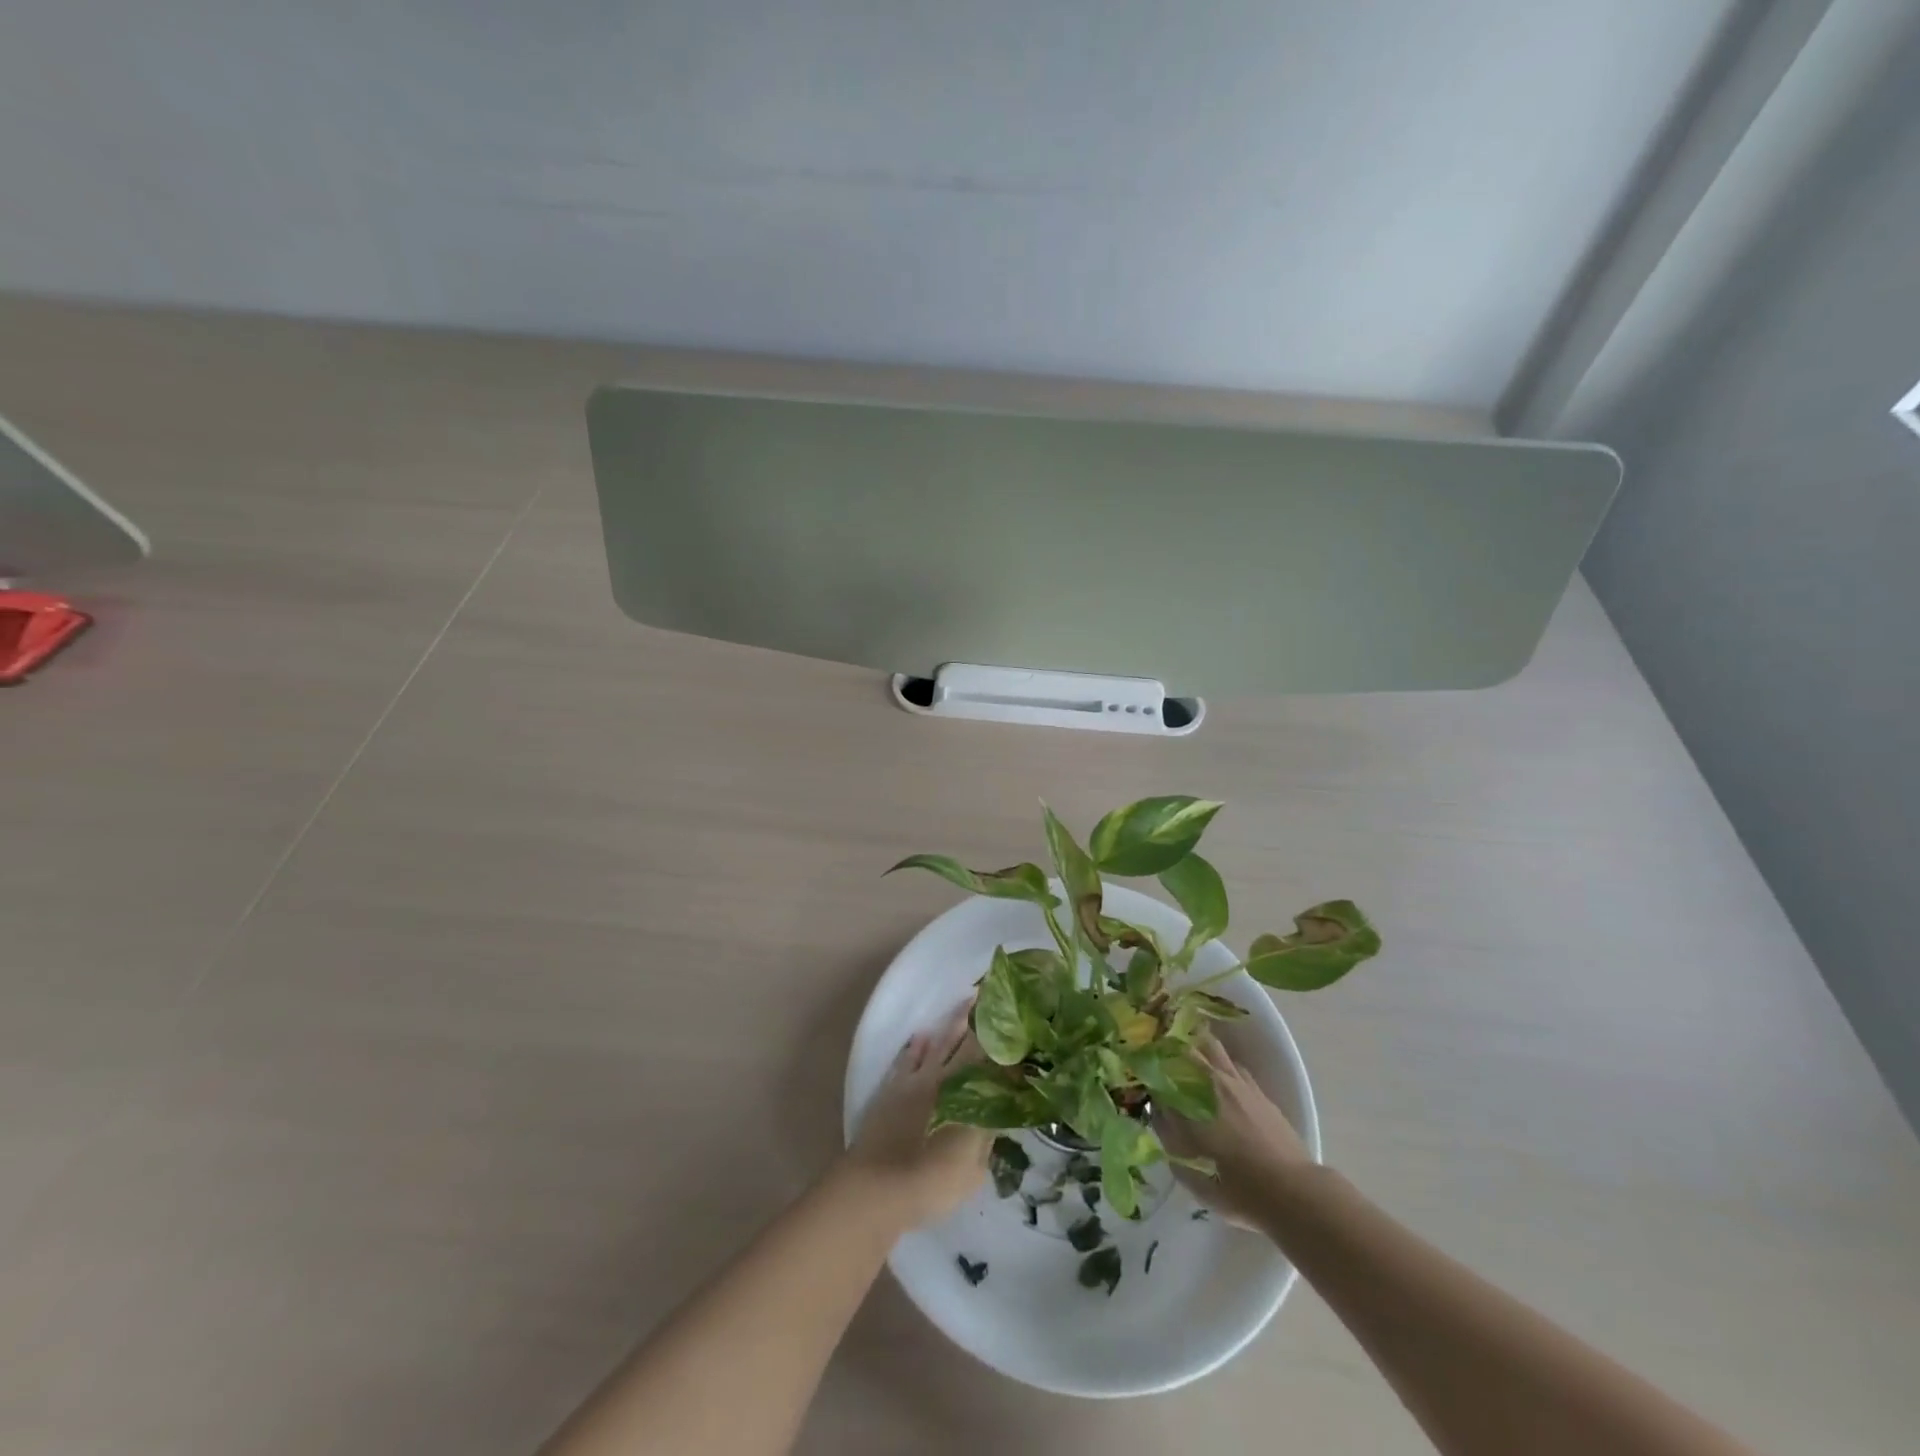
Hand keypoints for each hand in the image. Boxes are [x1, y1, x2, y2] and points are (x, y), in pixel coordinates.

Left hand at [843, 1009, 989, 1227]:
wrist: (877, 1187)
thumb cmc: (932, 1183)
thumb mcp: (974, 1170)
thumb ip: (986, 1138)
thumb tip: (998, 1115)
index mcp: (970, 1096)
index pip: (993, 1062)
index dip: (1006, 1045)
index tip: (1018, 1027)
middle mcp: (946, 1079)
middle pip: (969, 1043)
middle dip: (983, 1021)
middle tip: (995, 998)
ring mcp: (918, 1079)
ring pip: (940, 1042)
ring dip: (954, 1022)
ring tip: (967, 1002)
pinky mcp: (894, 1086)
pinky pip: (908, 1057)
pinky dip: (917, 1046)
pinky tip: (922, 1036)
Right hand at [1160, 1035, 1313, 1227]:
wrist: (1291, 1191)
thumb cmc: (1234, 1186)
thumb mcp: (1188, 1171)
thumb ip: (1167, 1136)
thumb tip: (1158, 1111)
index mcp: (1187, 1097)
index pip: (1156, 1064)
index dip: (1143, 1060)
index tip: (1134, 1060)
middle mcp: (1208, 1079)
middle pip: (1182, 1044)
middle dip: (1166, 1043)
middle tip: (1155, 1049)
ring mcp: (1235, 1080)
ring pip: (1209, 1045)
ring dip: (1194, 1044)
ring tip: (1183, 1051)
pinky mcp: (1256, 1088)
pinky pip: (1231, 1062)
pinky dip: (1218, 1061)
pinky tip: (1216, 1073)